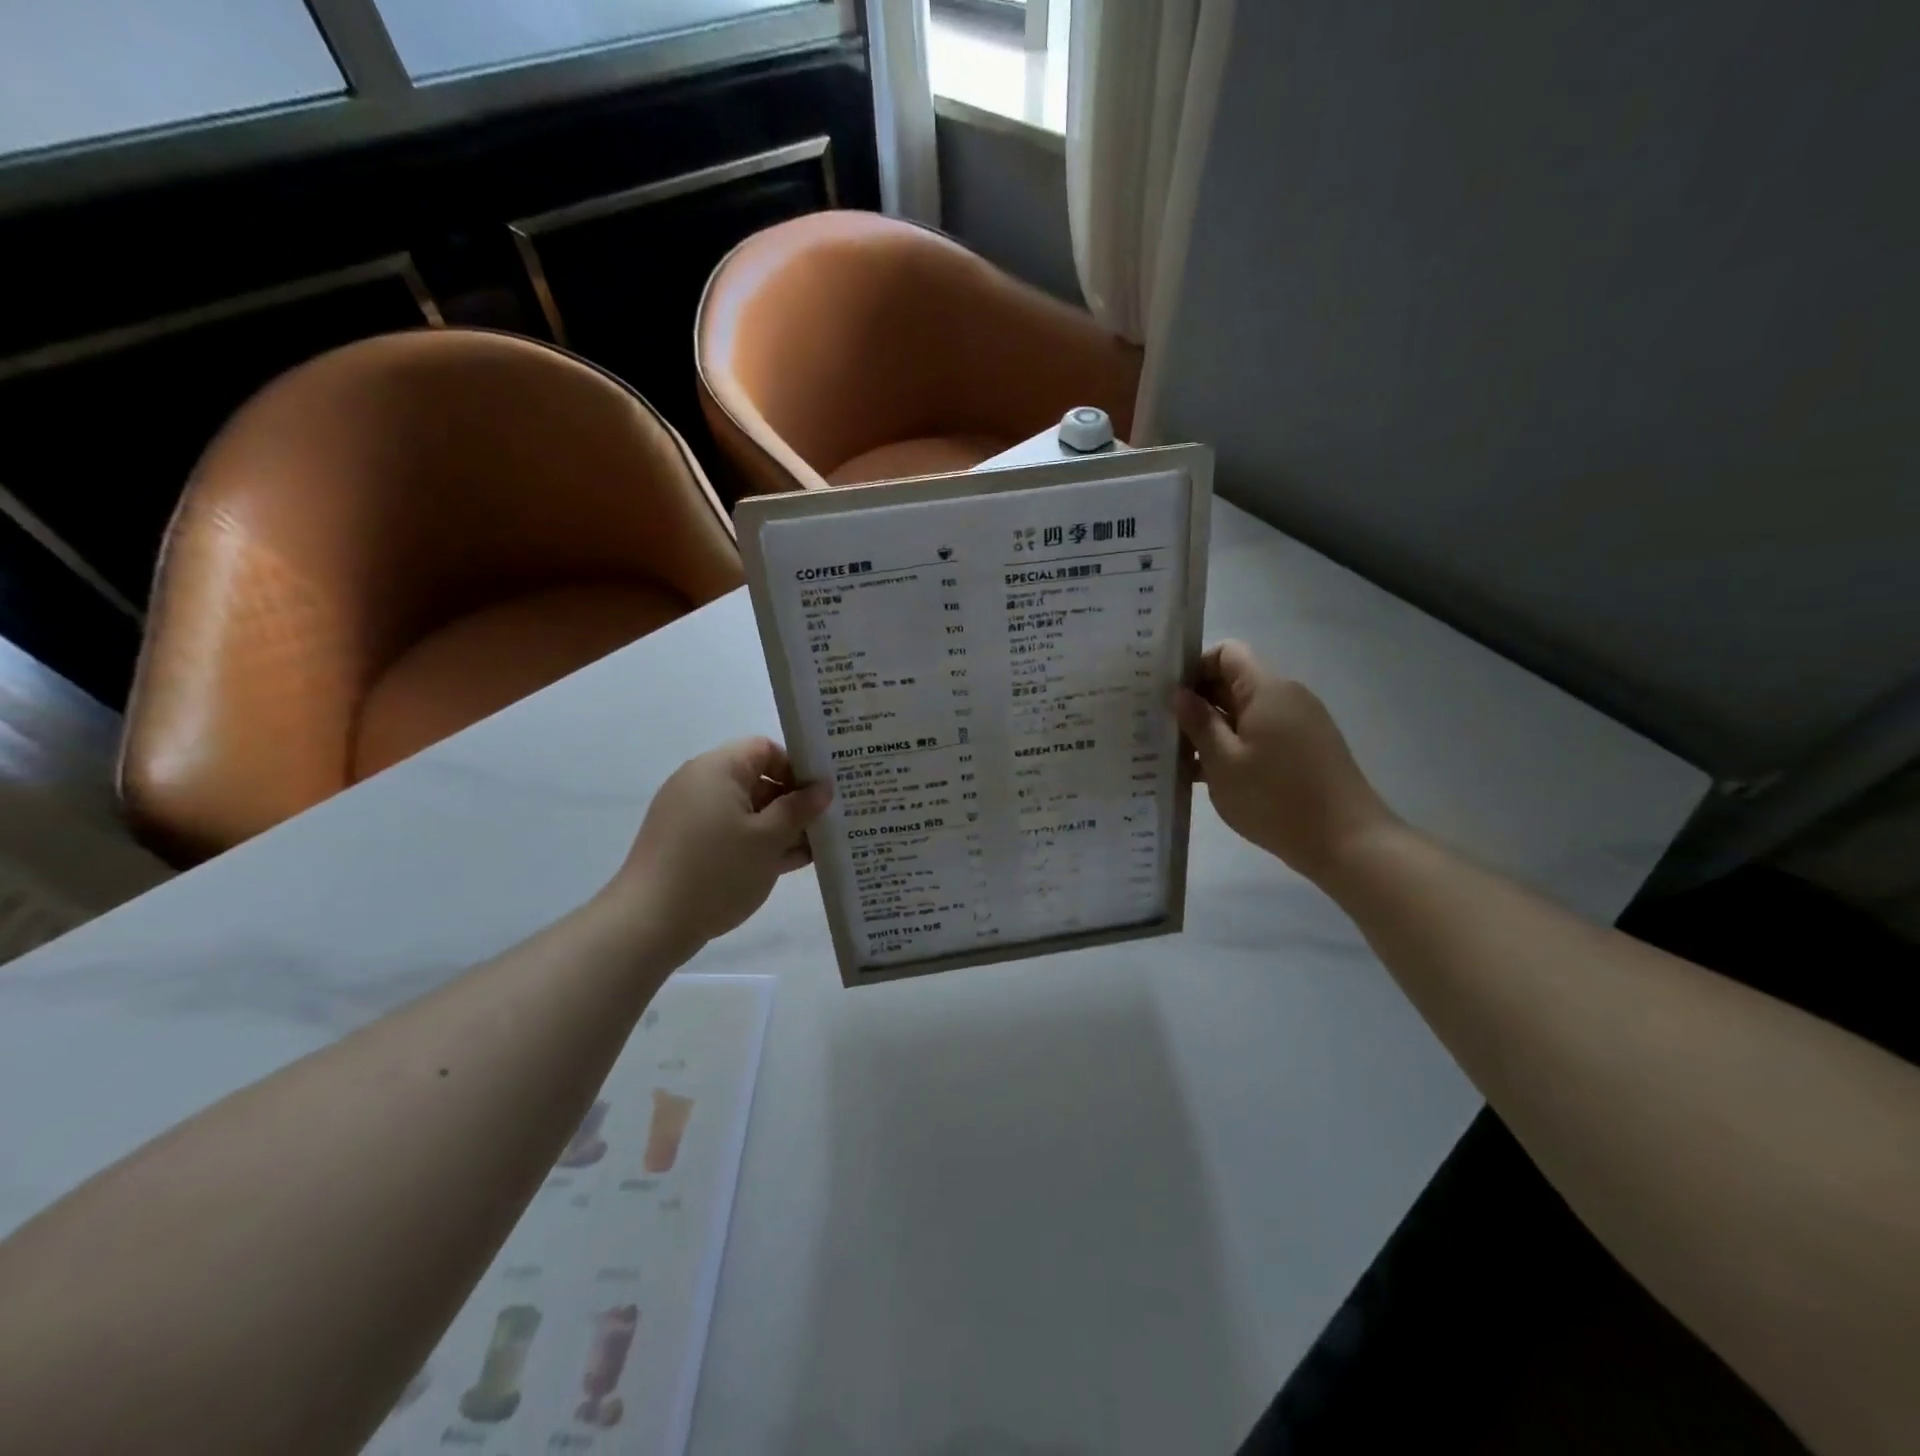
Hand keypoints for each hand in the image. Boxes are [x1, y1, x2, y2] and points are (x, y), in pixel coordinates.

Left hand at [605, 738, 831, 956]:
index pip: (766, 750)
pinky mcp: (686, 845)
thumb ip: (800, 809)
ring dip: (779, 827)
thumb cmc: (716, 870)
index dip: (797, 769)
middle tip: (827, 824)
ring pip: (746, 811)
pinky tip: (787, 864)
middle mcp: (700, 784)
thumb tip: (823, 787)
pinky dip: (757, 843)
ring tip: (815, 849)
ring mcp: (690, 816)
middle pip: (757, 780)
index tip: (821, 797)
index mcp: (718, 769)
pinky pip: (730, 833)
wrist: (648, 924)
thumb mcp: (769, 839)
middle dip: (793, 802)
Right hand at [1175, 641, 1397, 882]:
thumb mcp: (1223, 762)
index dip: (1194, 667)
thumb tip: (1180, 694)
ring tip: (1179, 757)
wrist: (1347, 842)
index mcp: (1266, 690)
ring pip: (1244, 712)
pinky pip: (1260, 733)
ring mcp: (1299, 723)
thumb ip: (1199, 723)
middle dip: (1198, 702)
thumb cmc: (1276, 799)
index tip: (1168, 698)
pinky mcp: (1305, 749)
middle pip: (1234, 681)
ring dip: (1213, 729)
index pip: (1226, 652)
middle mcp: (1286, 696)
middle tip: (1162, 729)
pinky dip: (1234, 746)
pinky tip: (1209, 775)